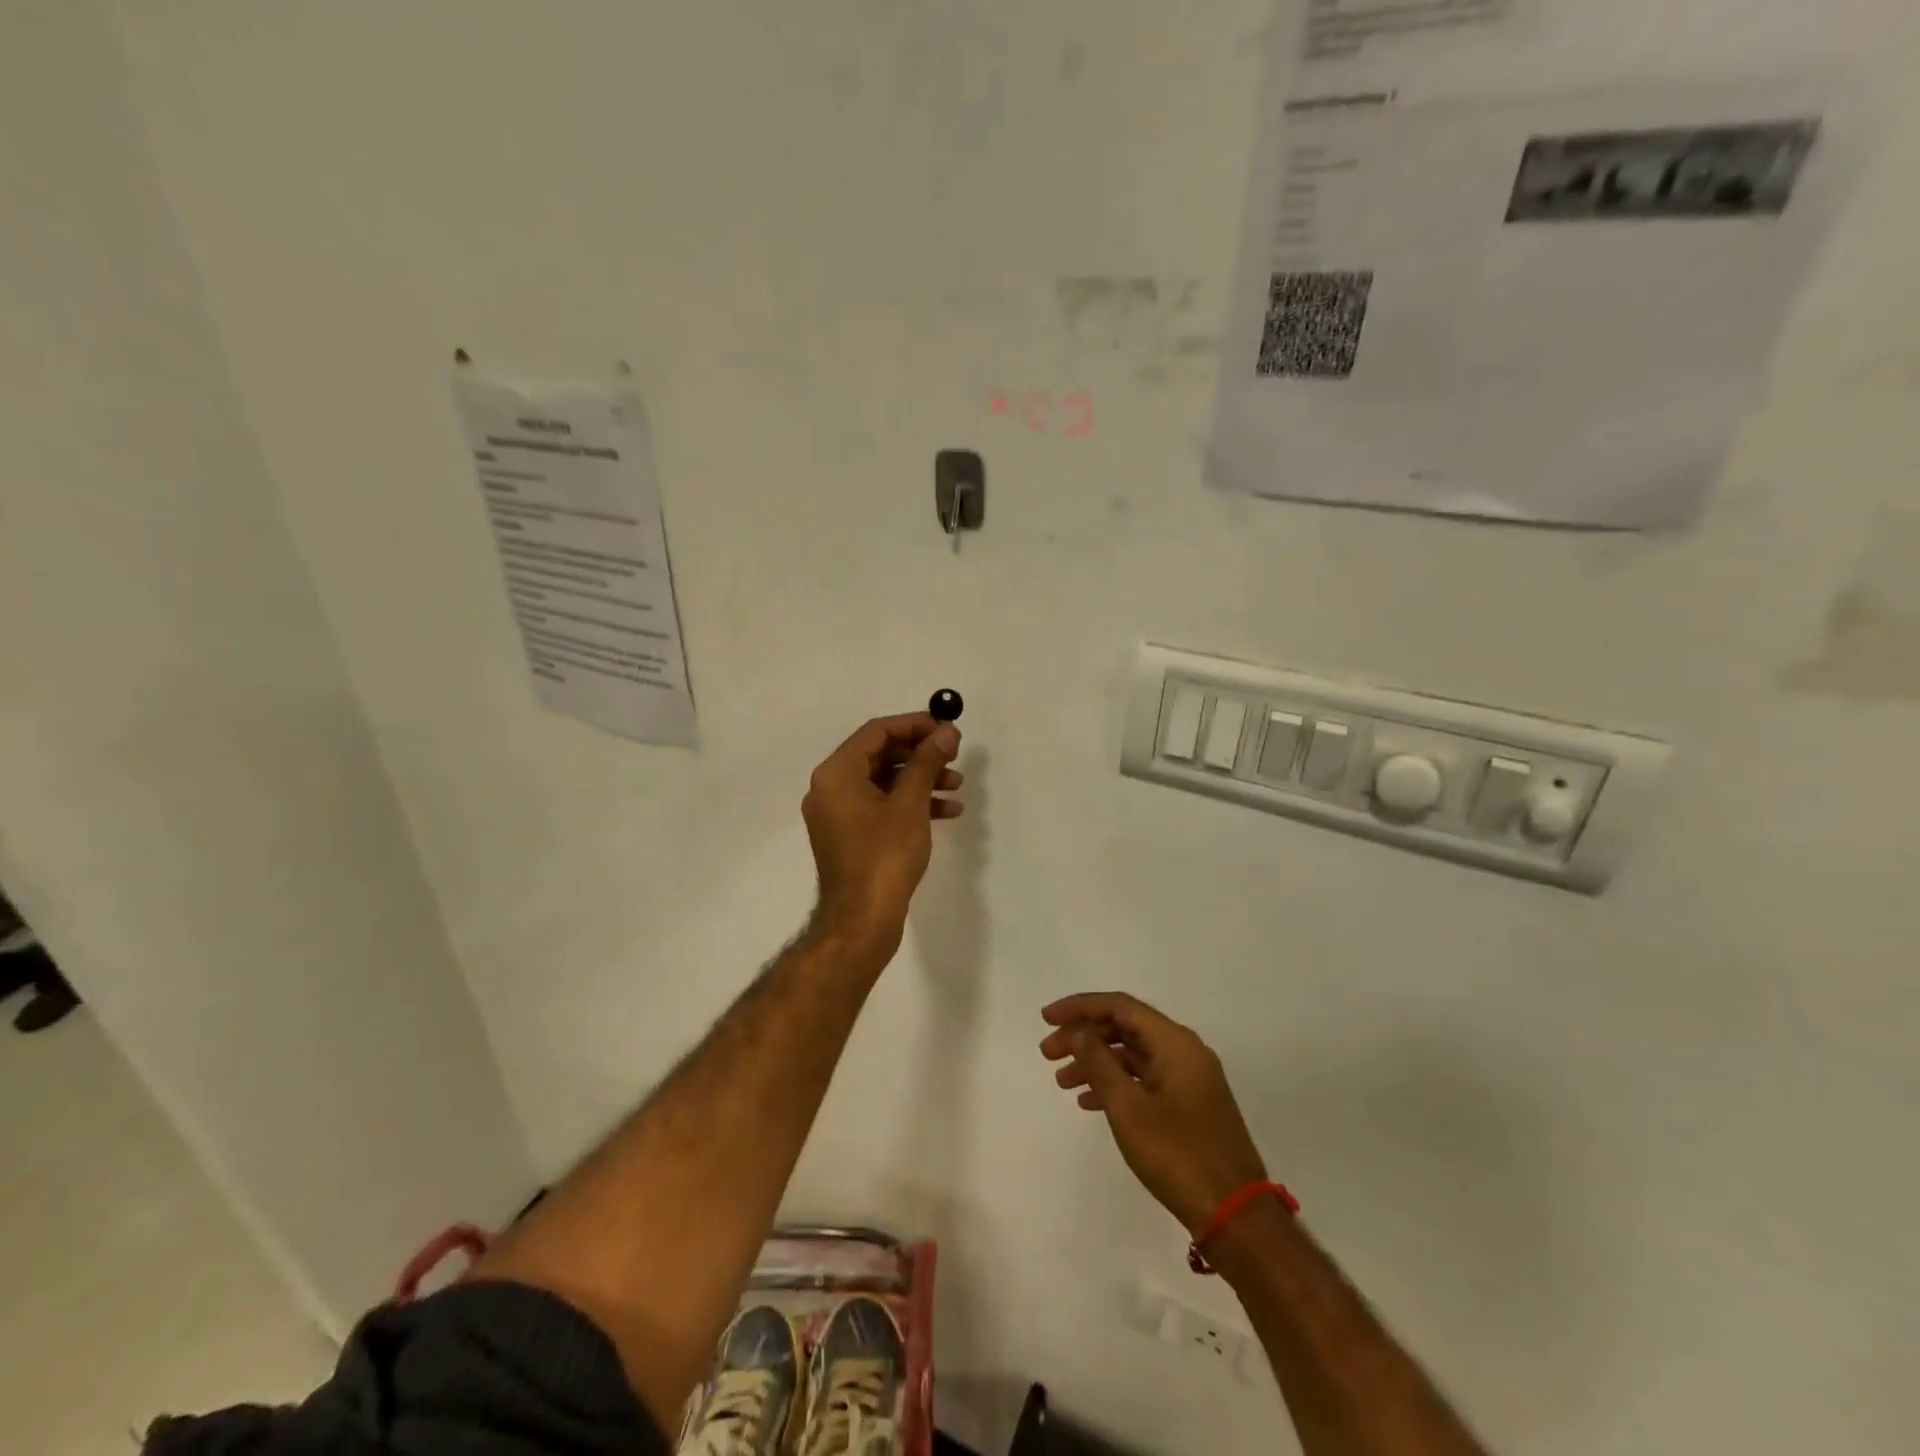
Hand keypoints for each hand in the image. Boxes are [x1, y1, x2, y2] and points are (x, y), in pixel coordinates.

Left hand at [802, 713, 962, 961]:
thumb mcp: (910, 803)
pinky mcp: (850, 836)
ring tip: (957, 785)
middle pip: (879, 755)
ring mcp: (838, 814)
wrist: (862, 920)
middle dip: (921, 754)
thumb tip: (947, 731)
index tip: (946, 729)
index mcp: (837, 773)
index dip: (914, 725)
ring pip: (883, 782)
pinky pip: (881, 806)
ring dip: (921, 780)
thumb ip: (927, 762)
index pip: (876, 732)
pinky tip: (947, 811)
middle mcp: (830, 788)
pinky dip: (910, 804)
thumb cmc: (884, 855)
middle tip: (954, 755)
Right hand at [1041, 993, 1267, 1235]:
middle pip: (1125, 1027)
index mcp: (1175, 1043)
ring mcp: (1189, 1078)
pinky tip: (1089, 1103)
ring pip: (1132, 1055)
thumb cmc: (1178, 1155)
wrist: (1236, 1216)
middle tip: (1047, 1053)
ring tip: (1061, 1082)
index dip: (1079, 1007)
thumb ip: (1099, 1063)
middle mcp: (1185, 1051)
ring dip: (1096, 1062)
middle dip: (1084, 1036)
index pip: (1120, 1006)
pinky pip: (1144, 1078)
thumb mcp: (1128, 1108)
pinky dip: (1115, 1083)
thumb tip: (1078, 1033)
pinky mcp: (1189, 1104)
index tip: (1046, 1019)